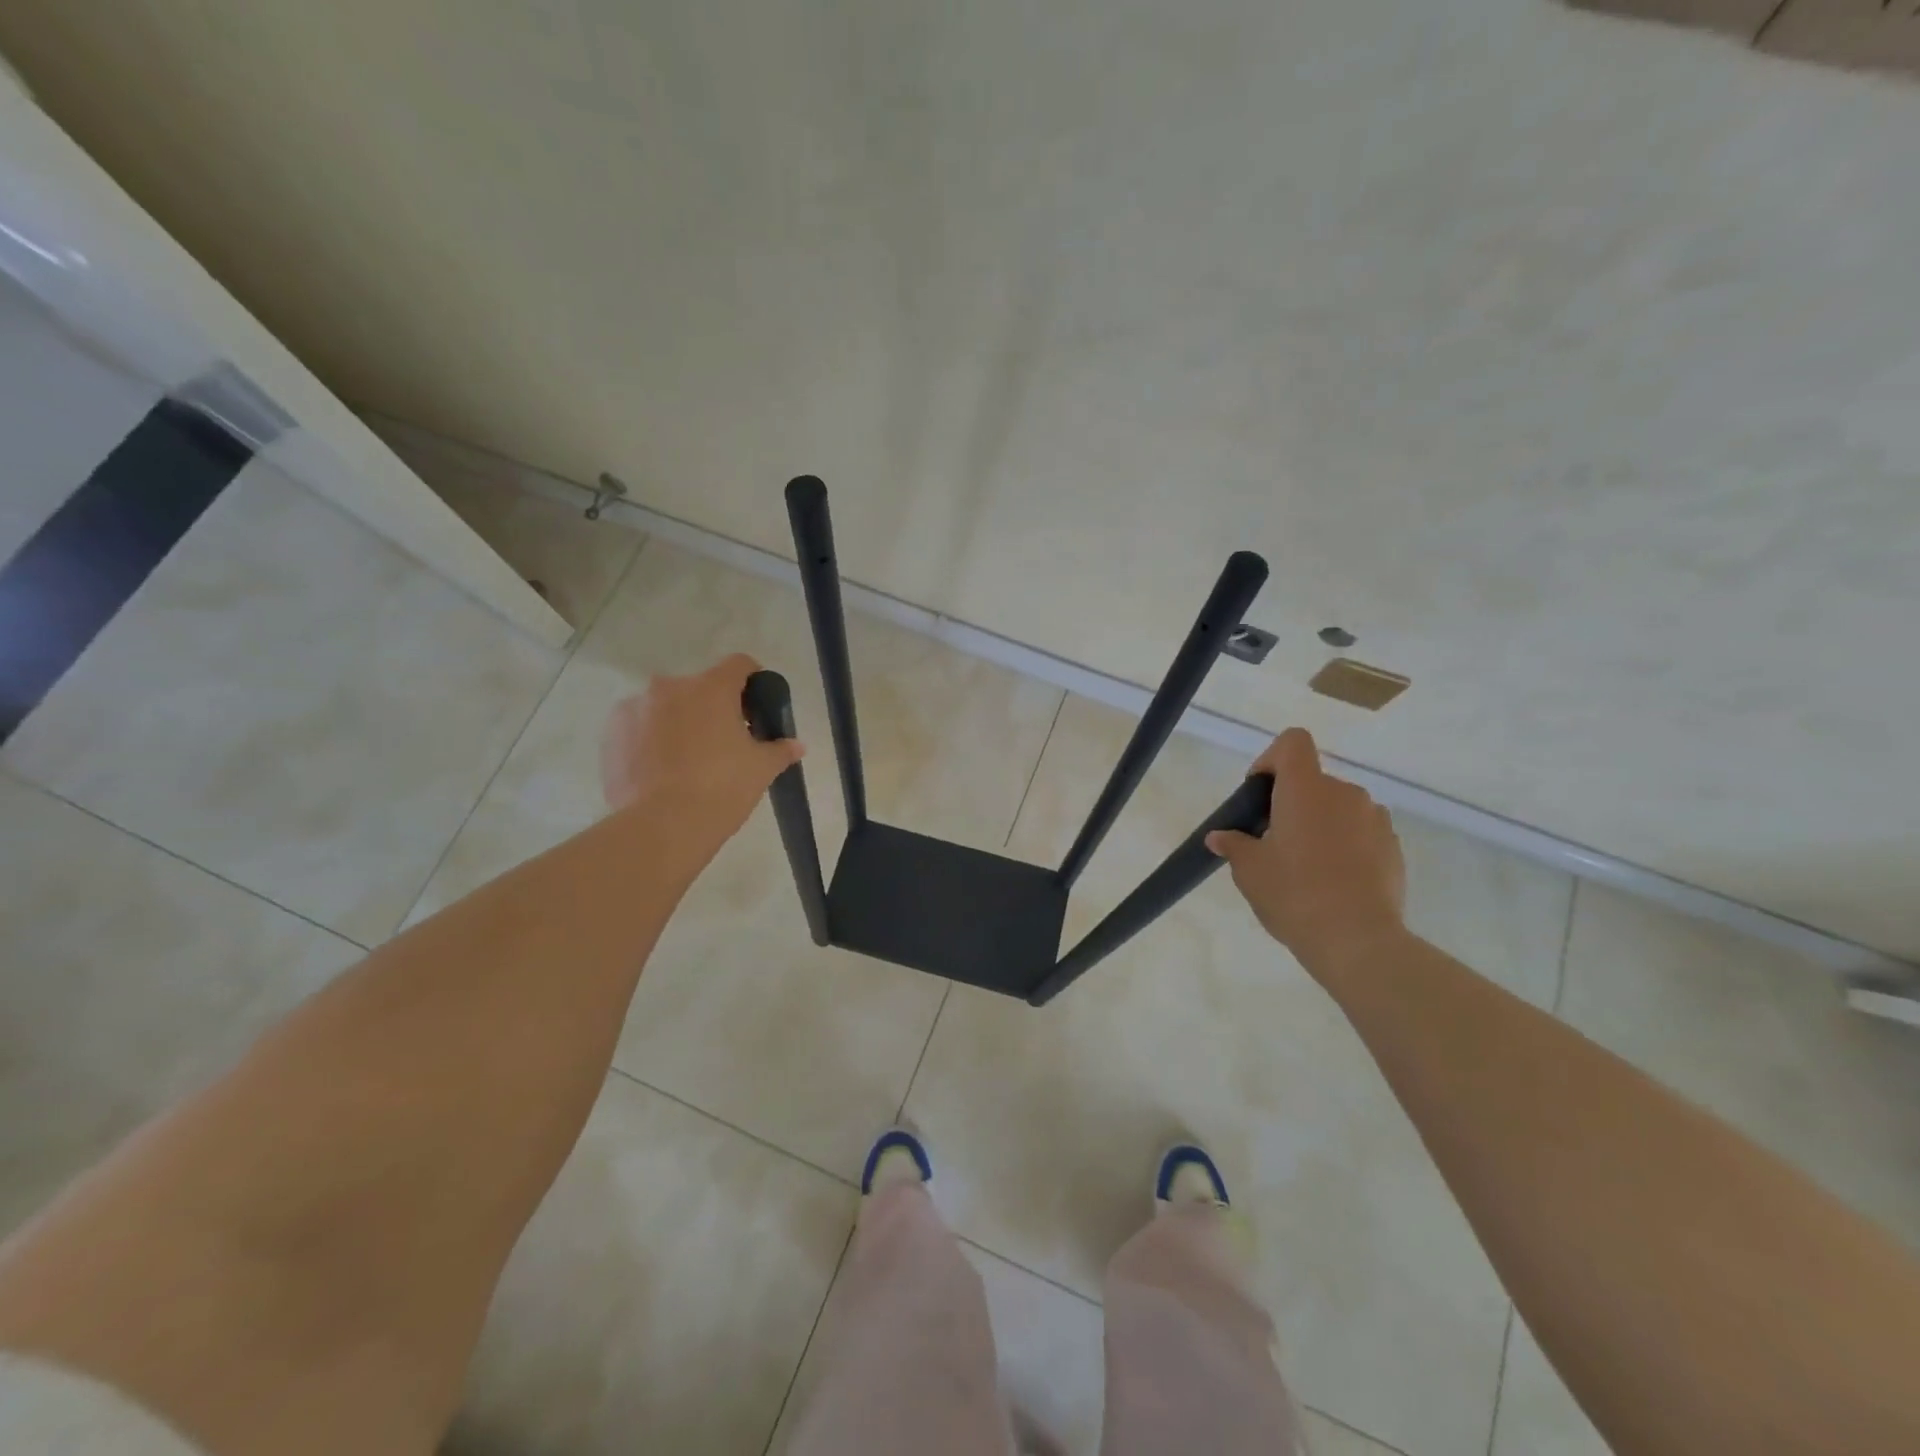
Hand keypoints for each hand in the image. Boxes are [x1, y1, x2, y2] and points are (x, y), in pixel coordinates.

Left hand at [601, 654, 803, 845]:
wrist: (662, 826)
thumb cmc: (722, 788)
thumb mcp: (761, 769)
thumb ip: (780, 750)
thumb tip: (796, 745)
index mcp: (712, 688)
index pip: (739, 664)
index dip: (752, 680)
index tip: (756, 705)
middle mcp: (670, 687)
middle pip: (700, 688)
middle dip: (712, 708)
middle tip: (724, 742)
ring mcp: (635, 708)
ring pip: (666, 707)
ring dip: (678, 722)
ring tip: (687, 760)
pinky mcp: (612, 734)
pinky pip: (639, 728)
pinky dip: (650, 740)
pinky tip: (660, 770)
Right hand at [1206, 728, 1406, 971]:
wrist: (1358, 941)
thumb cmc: (1294, 894)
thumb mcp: (1249, 870)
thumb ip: (1234, 845)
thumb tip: (1220, 837)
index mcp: (1306, 789)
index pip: (1293, 742)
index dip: (1272, 758)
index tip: (1260, 794)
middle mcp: (1345, 793)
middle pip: (1313, 781)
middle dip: (1292, 804)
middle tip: (1274, 843)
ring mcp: (1375, 820)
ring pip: (1338, 809)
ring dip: (1321, 825)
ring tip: (1306, 868)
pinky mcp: (1394, 848)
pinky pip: (1361, 833)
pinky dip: (1346, 846)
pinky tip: (1334, 883)